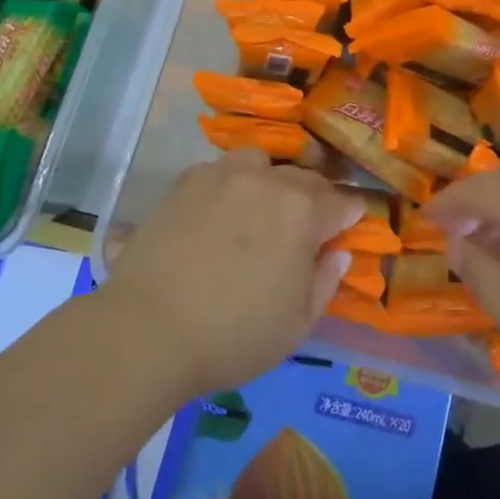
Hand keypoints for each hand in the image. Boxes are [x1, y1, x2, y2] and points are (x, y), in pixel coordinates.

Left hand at [102, 150, 362, 395]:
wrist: (149, 330)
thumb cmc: (234, 335)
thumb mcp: (297, 324)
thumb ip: (326, 281)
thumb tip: (338, 253)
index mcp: (303, 212)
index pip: (342, 201)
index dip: (351, 214)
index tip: (349, 226)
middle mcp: (267, 181)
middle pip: (304, 179)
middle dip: (314, 199)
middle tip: (306, 228)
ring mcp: (223, 175)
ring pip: (260, 163)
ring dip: (270, 181)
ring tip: (259, 210)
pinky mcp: (185, 182)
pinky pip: (220, 171)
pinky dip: (229, 185)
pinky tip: (218, 213)